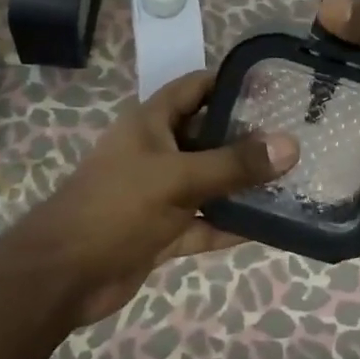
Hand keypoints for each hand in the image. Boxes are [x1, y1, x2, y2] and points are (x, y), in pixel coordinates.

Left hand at [19, 71, 298, 325]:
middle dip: (248, 137)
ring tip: (293, 179)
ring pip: (210, 181)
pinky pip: (205, 221)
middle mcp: (158, 151)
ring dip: (244, 184)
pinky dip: (231, 224)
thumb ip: (234, 164)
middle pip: (209, 135)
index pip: (196, 88)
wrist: (62, 277)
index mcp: (152, 123)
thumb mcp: (178, 178)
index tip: (276, 86)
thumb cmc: (116, 208)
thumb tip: (291, 145)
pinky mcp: (164, 230)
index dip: (232, 81)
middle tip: (297, 136)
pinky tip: (271, 226)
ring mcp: (160, 193)